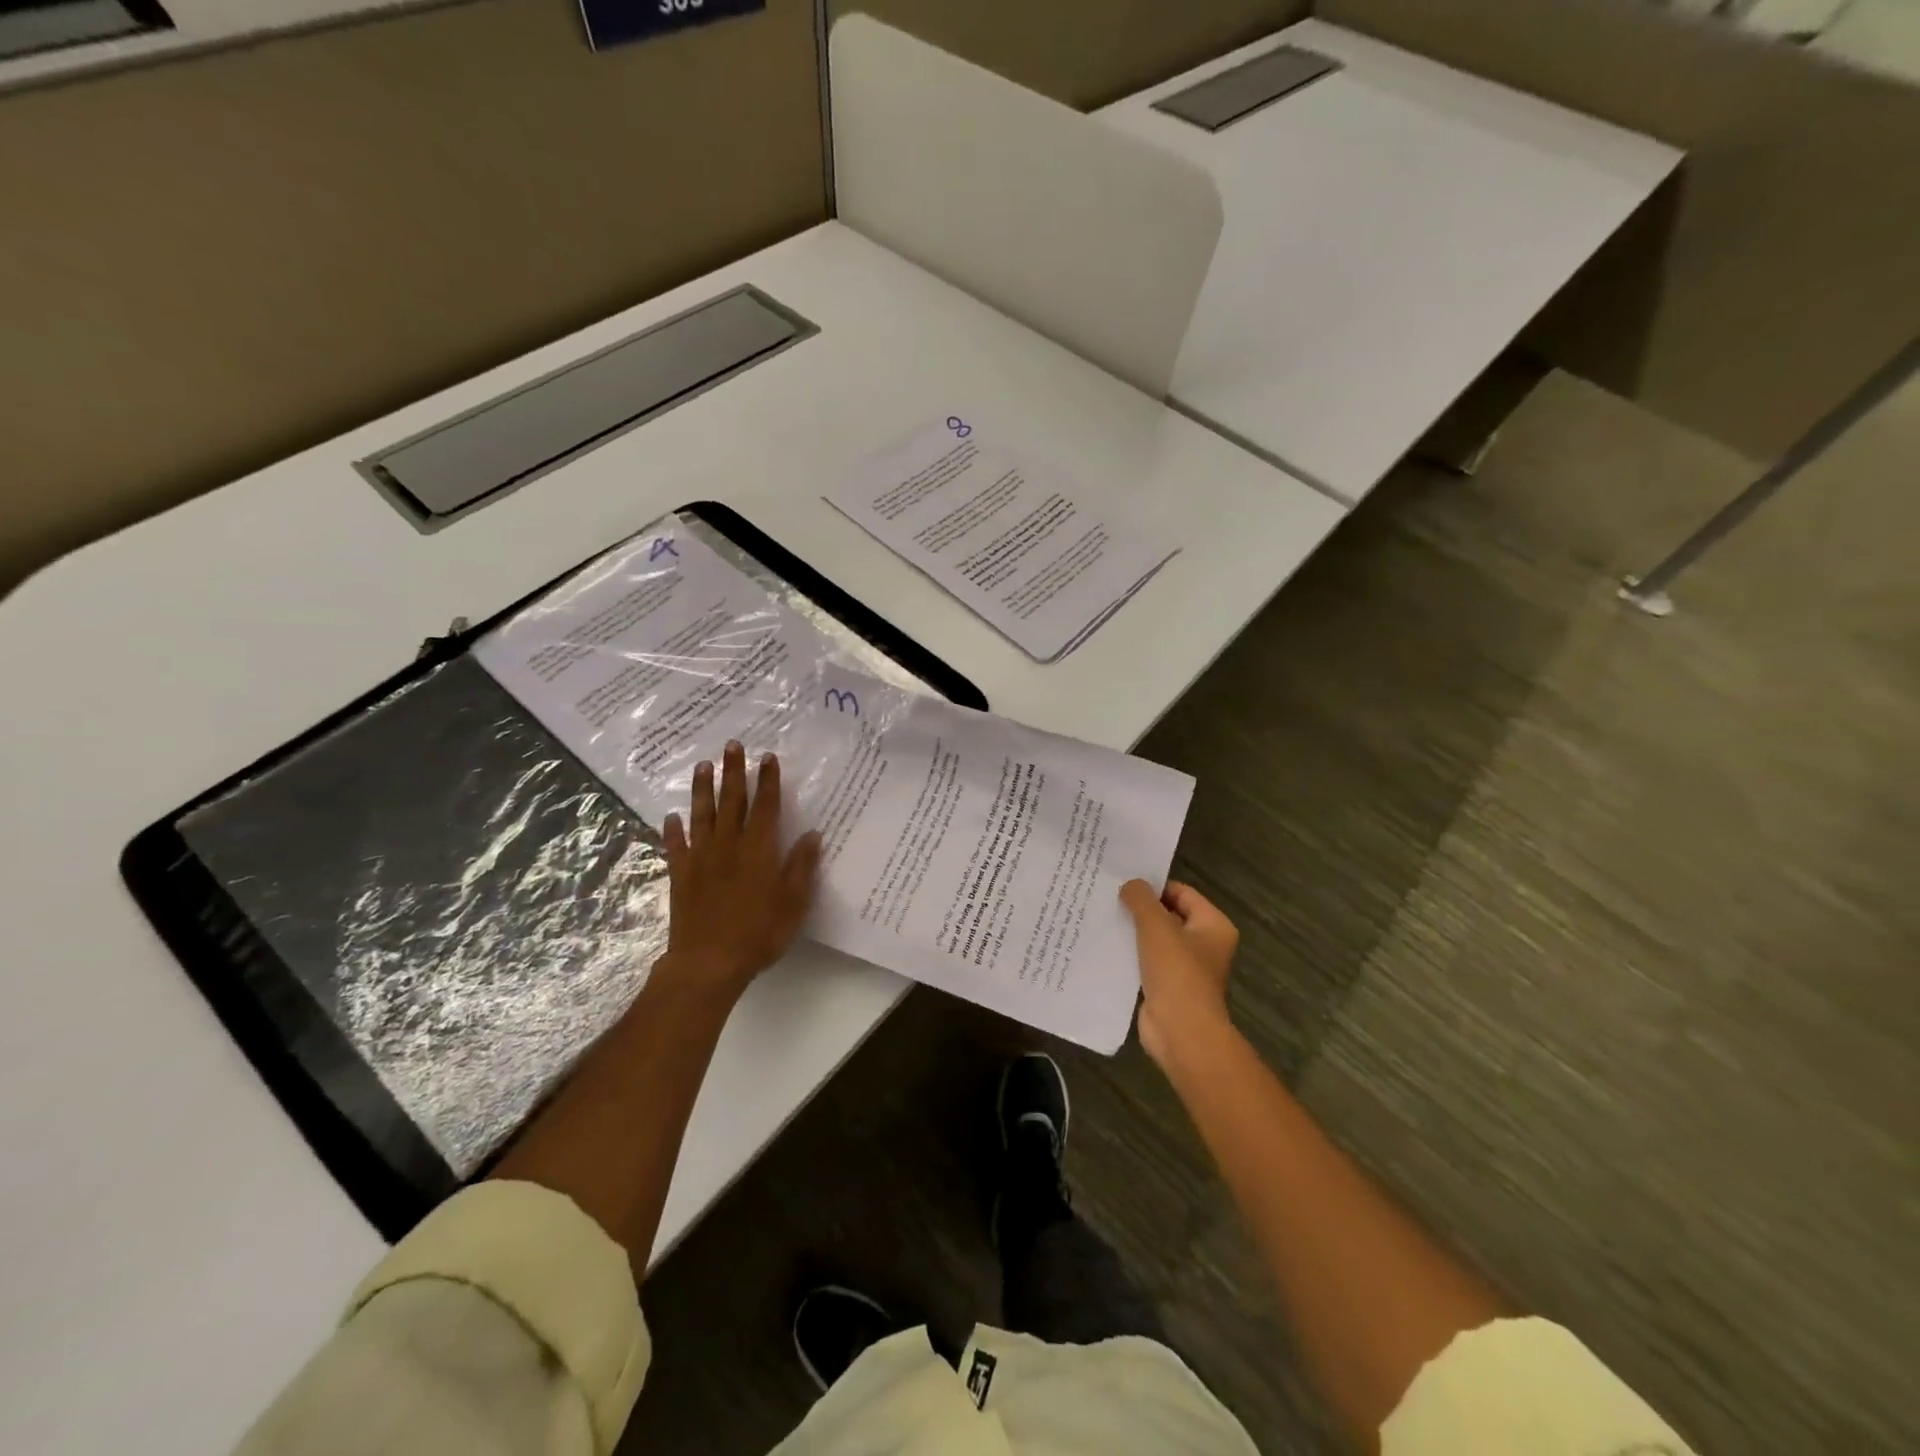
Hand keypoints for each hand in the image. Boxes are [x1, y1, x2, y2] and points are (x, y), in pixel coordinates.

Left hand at [658, 742, 821, 1002]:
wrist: (708, 961)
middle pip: (732, 801)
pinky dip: (673, 829)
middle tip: (732, 745)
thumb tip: (812, 834)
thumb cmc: (759, 932)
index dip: (768, 781)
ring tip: (702, 766)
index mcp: (759, 849)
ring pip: (702, 815)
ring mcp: (701, 858)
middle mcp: (729, 845)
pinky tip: (671, 816)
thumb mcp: (794, 902)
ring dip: (702, 789)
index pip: (766, 806)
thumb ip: (802, 866)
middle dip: (733, 772)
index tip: (767, 757)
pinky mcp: (681, 874)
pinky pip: (676, 845)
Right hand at [1120, 879, 1238, 1067]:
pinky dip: (1131, 955)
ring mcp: (1186, 969)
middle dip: (1141, 909)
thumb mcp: (1156, 927)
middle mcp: (1204, 945)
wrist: (1181, 1032)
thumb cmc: (1177, 973)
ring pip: (1156, 940)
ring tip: (1104, 918)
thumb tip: (1131, 885)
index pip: (1182, 893)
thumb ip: (1141, 900)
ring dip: (1134, 932)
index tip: (1123, 883)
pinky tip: (1107, 947)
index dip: (1154, 887)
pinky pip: (1147, 962)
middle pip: (1169, 916)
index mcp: (1214, 926)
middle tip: (1109, 898)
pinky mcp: (1167, 987)